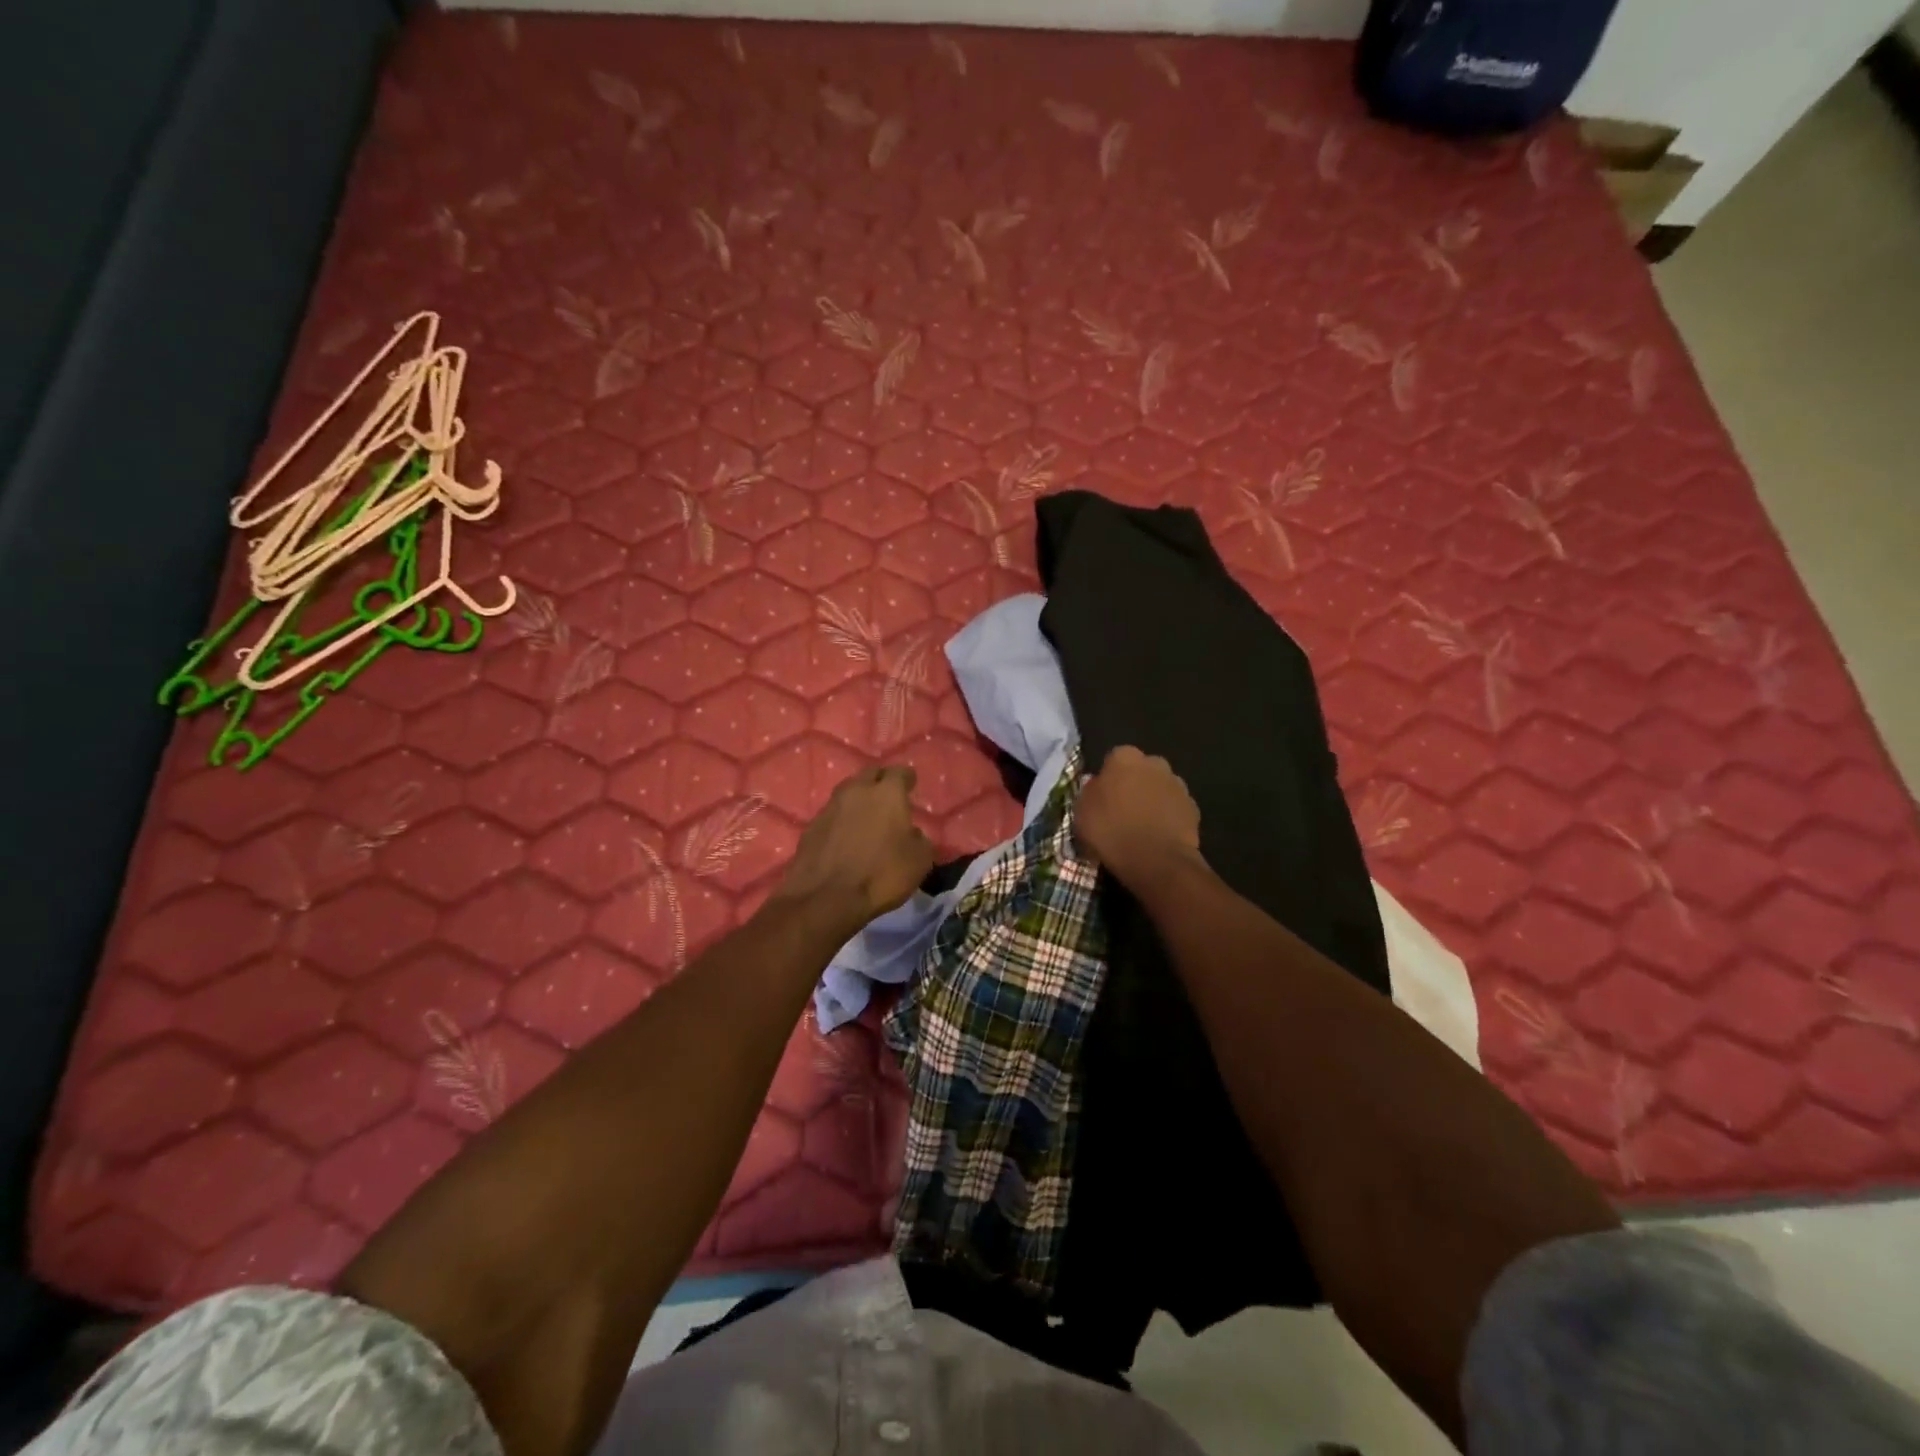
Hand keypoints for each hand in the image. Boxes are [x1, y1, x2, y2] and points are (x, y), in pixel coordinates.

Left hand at [775, 766, 934, 929]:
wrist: (826, 898)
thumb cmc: (881, 875)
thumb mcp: (919, 862)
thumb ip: (920, 840)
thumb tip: (912, 834)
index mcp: (887, 793)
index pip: (900, 772)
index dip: (907, 779)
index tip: (911, 785)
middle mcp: (857, 791)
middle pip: (871, 775)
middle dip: (881, 781)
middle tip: (889, 797)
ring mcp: (830, 807)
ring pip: (848, 792)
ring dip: (859, 800)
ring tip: (867, 816)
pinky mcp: (811, 826)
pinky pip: (833, 815)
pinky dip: (842, 820)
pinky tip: (846, 836)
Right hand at [1074, 745, 1202, 886]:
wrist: (1156, 860)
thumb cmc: (1111, 831)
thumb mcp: (1081, 812)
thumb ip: (1090, 792)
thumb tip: (1097, 785)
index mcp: (1124, 758)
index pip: (1113, 758)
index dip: (1108, 778)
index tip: (1102, 797)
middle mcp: (1154, 763)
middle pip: (1141, 770)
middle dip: (1133, 784)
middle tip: (1121, 810)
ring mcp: (1178, 785)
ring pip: (1160, 788)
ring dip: (1152, 800)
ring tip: (1141, 827)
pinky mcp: (1193, 808)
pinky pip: (1174, 809)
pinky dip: (1167, 818)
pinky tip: (1157, 837)